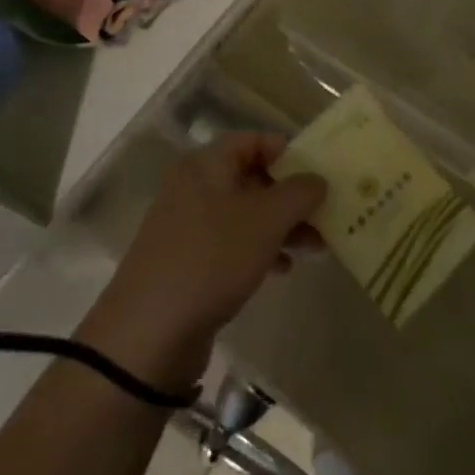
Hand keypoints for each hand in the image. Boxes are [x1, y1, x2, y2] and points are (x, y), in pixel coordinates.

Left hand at [80, 134, 324, 389]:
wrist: (149, 334)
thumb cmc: (212, 259)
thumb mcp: (266, 220)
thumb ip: (299, 193)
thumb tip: (317, 180)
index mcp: (206, 164)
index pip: (253, 140)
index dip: (288, 152)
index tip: (318, 174)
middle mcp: (194, 187)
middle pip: (252, 177)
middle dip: (291, 195)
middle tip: (325, 213)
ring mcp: (189, 226)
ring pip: (246, 213)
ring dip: (282, 225)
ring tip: (316, 246)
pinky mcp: (189, 261)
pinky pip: (233, 243)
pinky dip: (261, 249)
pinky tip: (284, 269)